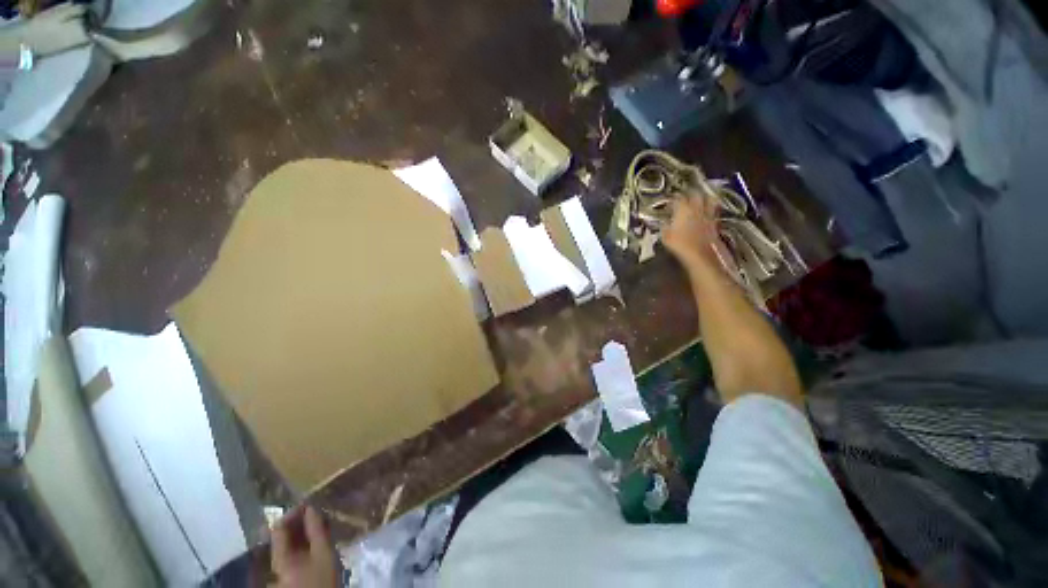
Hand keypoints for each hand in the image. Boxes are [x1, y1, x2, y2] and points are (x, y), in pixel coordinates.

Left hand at [270, 506, 338, 587]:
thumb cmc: (322, 576)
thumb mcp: (323, 552)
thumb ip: (316, 530)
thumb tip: (312, 507)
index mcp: (280, 556)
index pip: (278, 528)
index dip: (292, 513)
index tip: (309, 503)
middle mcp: (276, 560)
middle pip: (281, 535)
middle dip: (298, 521)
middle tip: (316, 510)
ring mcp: (281, 566)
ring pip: (288, 542)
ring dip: (301, 529)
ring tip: (318, 521)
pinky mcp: (289, 570)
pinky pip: (292, 549)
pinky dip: (302, 540)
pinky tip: (315, 535)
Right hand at [662, 196, 721, 268]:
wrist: (700, 255)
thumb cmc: (680, 244)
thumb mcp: (666, 236)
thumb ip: (665, 226)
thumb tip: (664, 223)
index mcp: (683, 209)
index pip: (678, 198)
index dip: (673, 200)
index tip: (669, 204)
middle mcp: (697, 208)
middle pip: (696, 194)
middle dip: (691, 194)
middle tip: (685, 197)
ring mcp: (708, 215)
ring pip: (709, 200)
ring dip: (704, 198)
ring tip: (699, 201)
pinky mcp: (715, 223)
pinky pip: (712, 212)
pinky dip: (709, 211)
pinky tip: (704, 215)